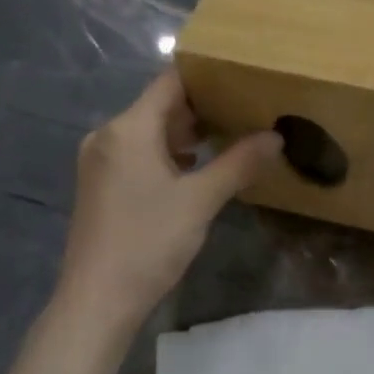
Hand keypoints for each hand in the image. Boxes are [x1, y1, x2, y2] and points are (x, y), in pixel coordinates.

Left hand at [55, 70, 281, 328]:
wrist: (97, 300)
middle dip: (202, 106)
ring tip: (230, 133)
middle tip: (246, 106)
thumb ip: (239, 163)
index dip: (205, 75)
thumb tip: (276, 137)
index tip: (241, 73)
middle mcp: (108, 136)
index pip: (170, 83)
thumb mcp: (201, 200)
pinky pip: (139, 153)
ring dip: (186, 133)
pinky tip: (197, 166)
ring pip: (149, 132)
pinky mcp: (101, 185)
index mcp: (128, 129)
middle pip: (160, 106)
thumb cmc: (148, 242)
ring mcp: (101, 161)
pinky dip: (168, 154)